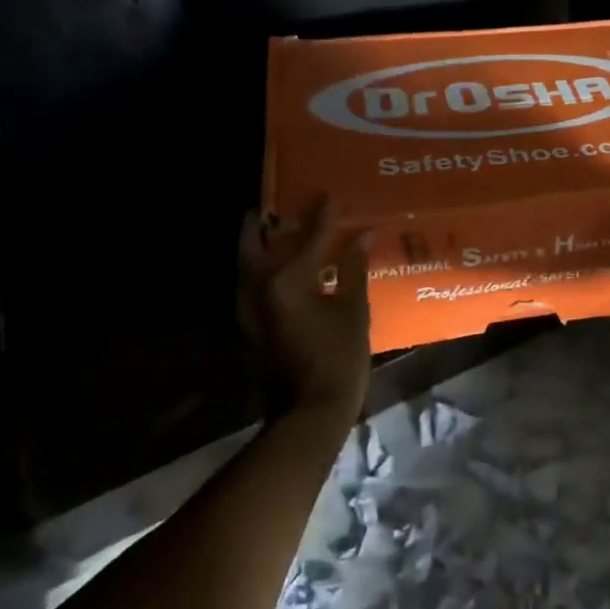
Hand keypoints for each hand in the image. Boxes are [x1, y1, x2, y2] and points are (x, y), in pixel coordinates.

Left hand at [237, 196, 372, 420]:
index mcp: (285, 281)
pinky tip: (288, 270)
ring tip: (283, 232)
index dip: (322, 215)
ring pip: (247, 264)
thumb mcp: (353, 310)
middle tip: (282, 206)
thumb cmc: (338, 358)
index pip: (307, 238)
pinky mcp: (249, 326)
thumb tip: (362, 235)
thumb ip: (353, 269)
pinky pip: (252, 284)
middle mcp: (256, 289)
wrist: (309, 413)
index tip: (329, 195)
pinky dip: (265, 269)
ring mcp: (247, 310)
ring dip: (262, 245)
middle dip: (266, 222)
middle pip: (252, 243)